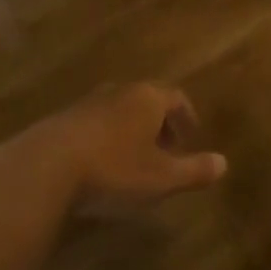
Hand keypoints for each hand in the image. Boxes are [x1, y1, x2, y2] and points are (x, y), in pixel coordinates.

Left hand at [16, 82, 227, 219]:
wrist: (46, 166)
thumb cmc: (114, 169)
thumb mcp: (161, 178)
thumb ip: (194, 170)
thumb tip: (224, 163)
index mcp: (147, 98)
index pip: (176, 97)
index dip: (186, 117)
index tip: (191, 138)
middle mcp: (120, 91)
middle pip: (147, 99)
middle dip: (160, 123)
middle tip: (166, 150)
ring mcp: (88, 102)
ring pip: (120, 110)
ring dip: (132, 130)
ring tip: (135, 159)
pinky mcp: (63, 118)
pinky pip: (96, 122)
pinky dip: (107, 137)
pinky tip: (102, 164)